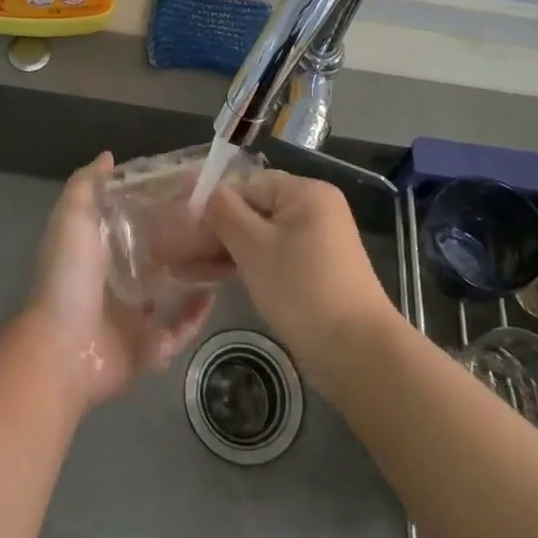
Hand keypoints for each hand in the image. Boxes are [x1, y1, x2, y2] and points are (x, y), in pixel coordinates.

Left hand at [25, 153, 213, 409]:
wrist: (62, 349)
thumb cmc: (68, 277)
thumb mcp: (72, 218)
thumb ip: (87, 185)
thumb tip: (108, 156)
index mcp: (98, 250)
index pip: (132, 220)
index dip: (157, 203)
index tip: (189, 187)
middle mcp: (116, 281)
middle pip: (156, 254)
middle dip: (182, 238)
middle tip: (215, 219)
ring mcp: (133, 316)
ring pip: (172, 290)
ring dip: (194, 274)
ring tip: (224, 252)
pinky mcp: (149, 347)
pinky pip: (179, 329)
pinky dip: (196, 314)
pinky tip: (215, 293)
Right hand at [203, 170, 398, 388]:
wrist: (358, 354)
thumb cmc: (302, 289)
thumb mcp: (254, 246)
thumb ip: (224, 212)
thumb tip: (204, 193)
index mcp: (305, 192)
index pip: (247, 184)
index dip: (213, 203)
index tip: (182, 228)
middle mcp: (315, 209)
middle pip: (254, 209)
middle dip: (216, 230)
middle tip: (179, 252)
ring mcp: (318, 242)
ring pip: (261, 236)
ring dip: (227, 249)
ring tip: (189, 268)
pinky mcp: (317, 271)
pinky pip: (274, 257)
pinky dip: (248, 264)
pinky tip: (218, 277)